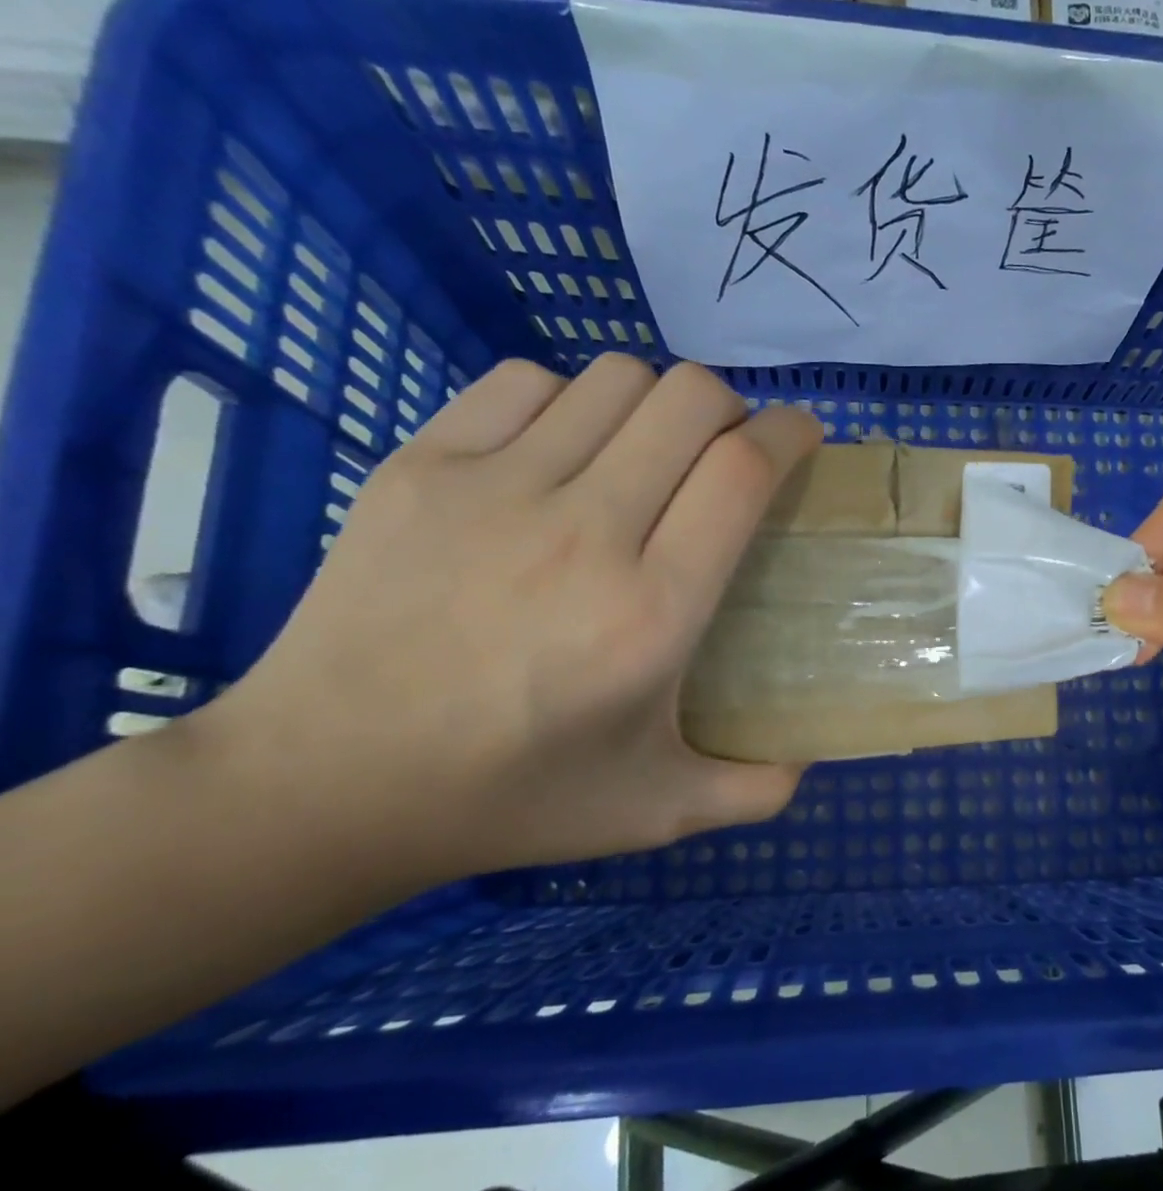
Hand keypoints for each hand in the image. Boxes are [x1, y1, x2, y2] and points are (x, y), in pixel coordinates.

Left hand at [202, 354, 821, 877]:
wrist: (324, 785)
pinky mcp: (420, 468)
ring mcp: (493, 489)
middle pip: (690, 399)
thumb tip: (811, 752)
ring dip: (657, 404)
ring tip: (650, 453)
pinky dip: (569, 401)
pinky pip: (525, 383)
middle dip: (734, 408)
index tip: (802, 438)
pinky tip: (564, 452)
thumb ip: (756, 789)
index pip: (742, 471)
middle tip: (730, 453)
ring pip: (615, 379)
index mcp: (652, 612)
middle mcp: (584, 532)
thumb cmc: (511, 798)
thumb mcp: (659, 812)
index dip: (789, 434)